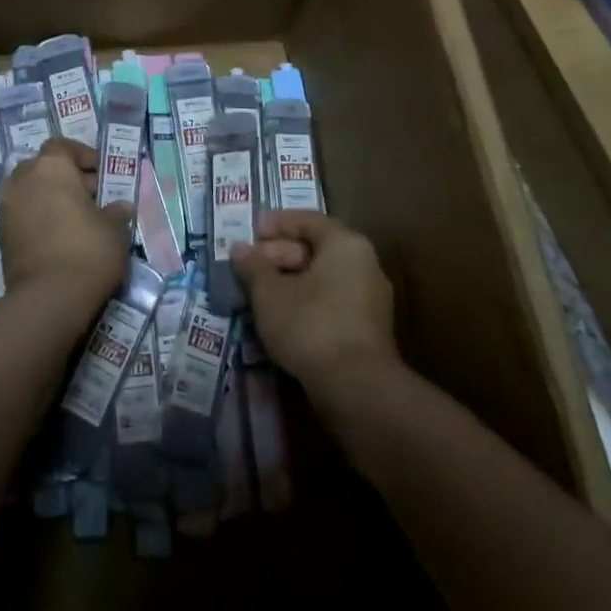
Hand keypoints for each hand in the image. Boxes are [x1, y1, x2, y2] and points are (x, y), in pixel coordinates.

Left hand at [0, 138, 131, 312]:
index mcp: (51, 166)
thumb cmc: (88, 250)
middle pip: (44, 168)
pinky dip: (37, 219)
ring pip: (31, 192)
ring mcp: (7, 207)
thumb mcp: (114, 229)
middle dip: (66, 178)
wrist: (48, 299)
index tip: (101, 174)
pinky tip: (58, 238)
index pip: (63, 146)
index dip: (83, 156)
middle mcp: (23, 179)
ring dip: (49, 199)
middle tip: (91, 199)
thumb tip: (120, 207)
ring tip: (75, 220)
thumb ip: (116, 212)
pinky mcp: (0, 236)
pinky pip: (22, 215)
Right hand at [234, 210, 399, 399]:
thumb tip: (239, 249)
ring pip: (324, 278)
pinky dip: (307, 303)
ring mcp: (371, 300)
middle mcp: (365, 264)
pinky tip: (282, 319)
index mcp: (345, 244)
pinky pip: (332, 302)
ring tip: (260, 295)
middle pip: (317, 249)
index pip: (308, 220)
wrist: (358, 390)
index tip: (251, 234)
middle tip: (251, 267)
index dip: (277, 224)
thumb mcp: (269, 293)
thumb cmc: (311, 325)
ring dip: (290, 282)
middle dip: (280, 255)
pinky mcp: (369, 331)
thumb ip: (253, 267)